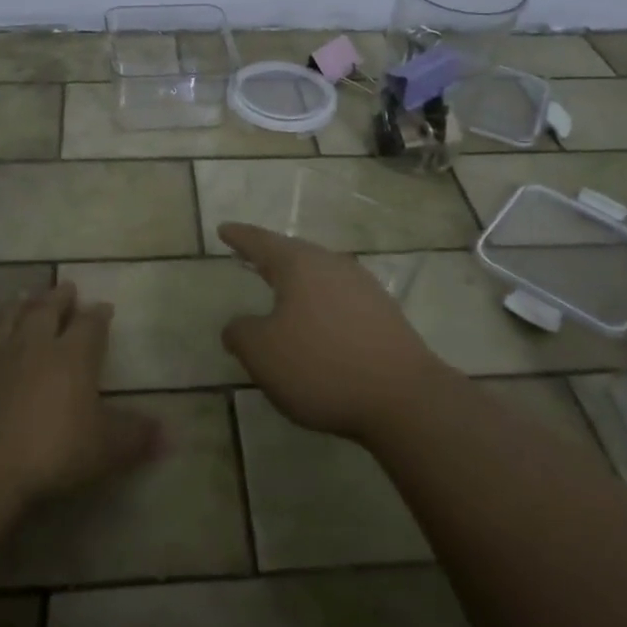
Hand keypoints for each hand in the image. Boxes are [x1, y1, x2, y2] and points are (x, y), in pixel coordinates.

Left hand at [0, 283, 160, 505]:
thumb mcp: (104, 449)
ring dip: (19, 306)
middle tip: (67, 286)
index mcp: (73, 355)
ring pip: (8, 319)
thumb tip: (168, 433)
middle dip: (59, 298)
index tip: (104, 307)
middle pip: (47, 310)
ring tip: (24, 296)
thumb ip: (134, 437)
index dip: (99, 315)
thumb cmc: (51, 451)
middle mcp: (34, 344)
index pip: (90, 325)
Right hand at [218, 222, 450, 441]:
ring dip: (298, 280)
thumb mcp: (262, 354)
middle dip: (271, 255)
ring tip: (282, 289)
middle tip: (251, 256)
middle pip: (295, 253)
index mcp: (299, 265)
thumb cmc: (321, 366)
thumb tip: (237, 325)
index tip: (223, 229)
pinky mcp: (384, 313)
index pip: (261, 242)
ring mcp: (363, 287)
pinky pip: (340, 297)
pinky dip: (320, 302)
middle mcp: (332, 265)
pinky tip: (318, 320)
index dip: (239, 237)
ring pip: (320, 273)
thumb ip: (241, 333)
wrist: (403, 397)